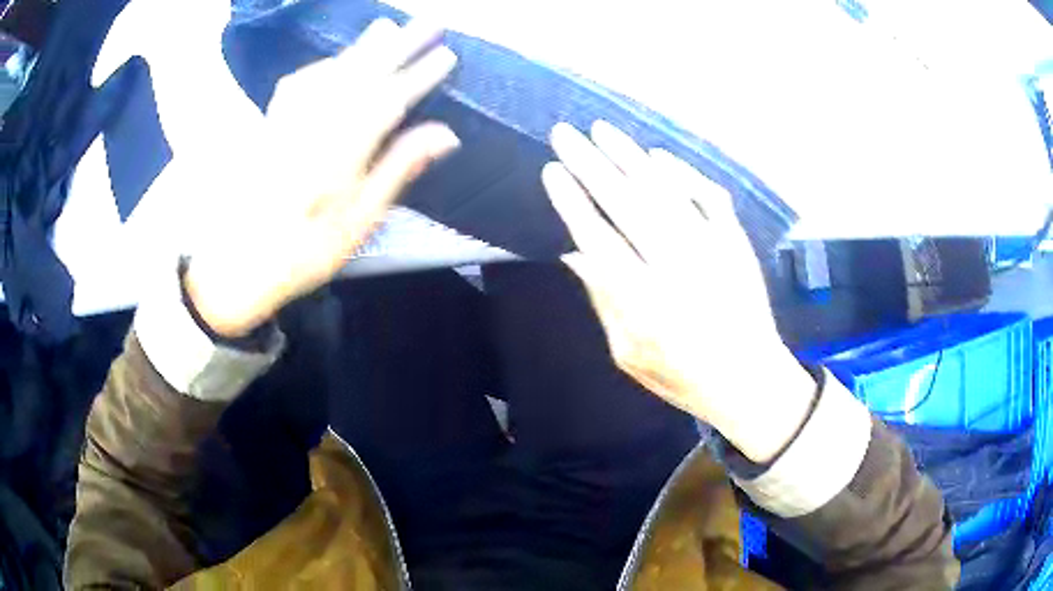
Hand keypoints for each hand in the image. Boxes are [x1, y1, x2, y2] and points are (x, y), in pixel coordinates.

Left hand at [185, 20, 459, 337]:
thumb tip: (444, 134)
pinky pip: (297, 85)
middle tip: (426, 23)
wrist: (237, 265)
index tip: (446, 57)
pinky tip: (332, 62)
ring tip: (385, 27)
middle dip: (396, 46)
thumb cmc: (303, 254)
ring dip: (359, 48)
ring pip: (328, 74)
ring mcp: (287, 123)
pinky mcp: (269, 127)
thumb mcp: (359, 223)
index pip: (388, 101)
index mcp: (340, 154)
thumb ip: (397, 170)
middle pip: (359, 75)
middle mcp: (313, 128)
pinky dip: (320, 67)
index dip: (419, 76)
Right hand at [544, 122, 815, 462]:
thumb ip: (603, 302)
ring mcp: (711, 249)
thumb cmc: (683, 376)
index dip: (571, 201)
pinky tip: (659, 156)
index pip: (598, 237)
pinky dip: (683, 173)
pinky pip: (708, 197)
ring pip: (665, 190)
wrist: (750, 380)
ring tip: (602, 129)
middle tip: (565, 133)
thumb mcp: (629, 354)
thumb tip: (575, 253)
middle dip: (590, 163)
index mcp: (643, 301)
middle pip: (626, 203)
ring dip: (630, 156)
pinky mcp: (736, 243)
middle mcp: (675, 266)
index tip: (552, 171)